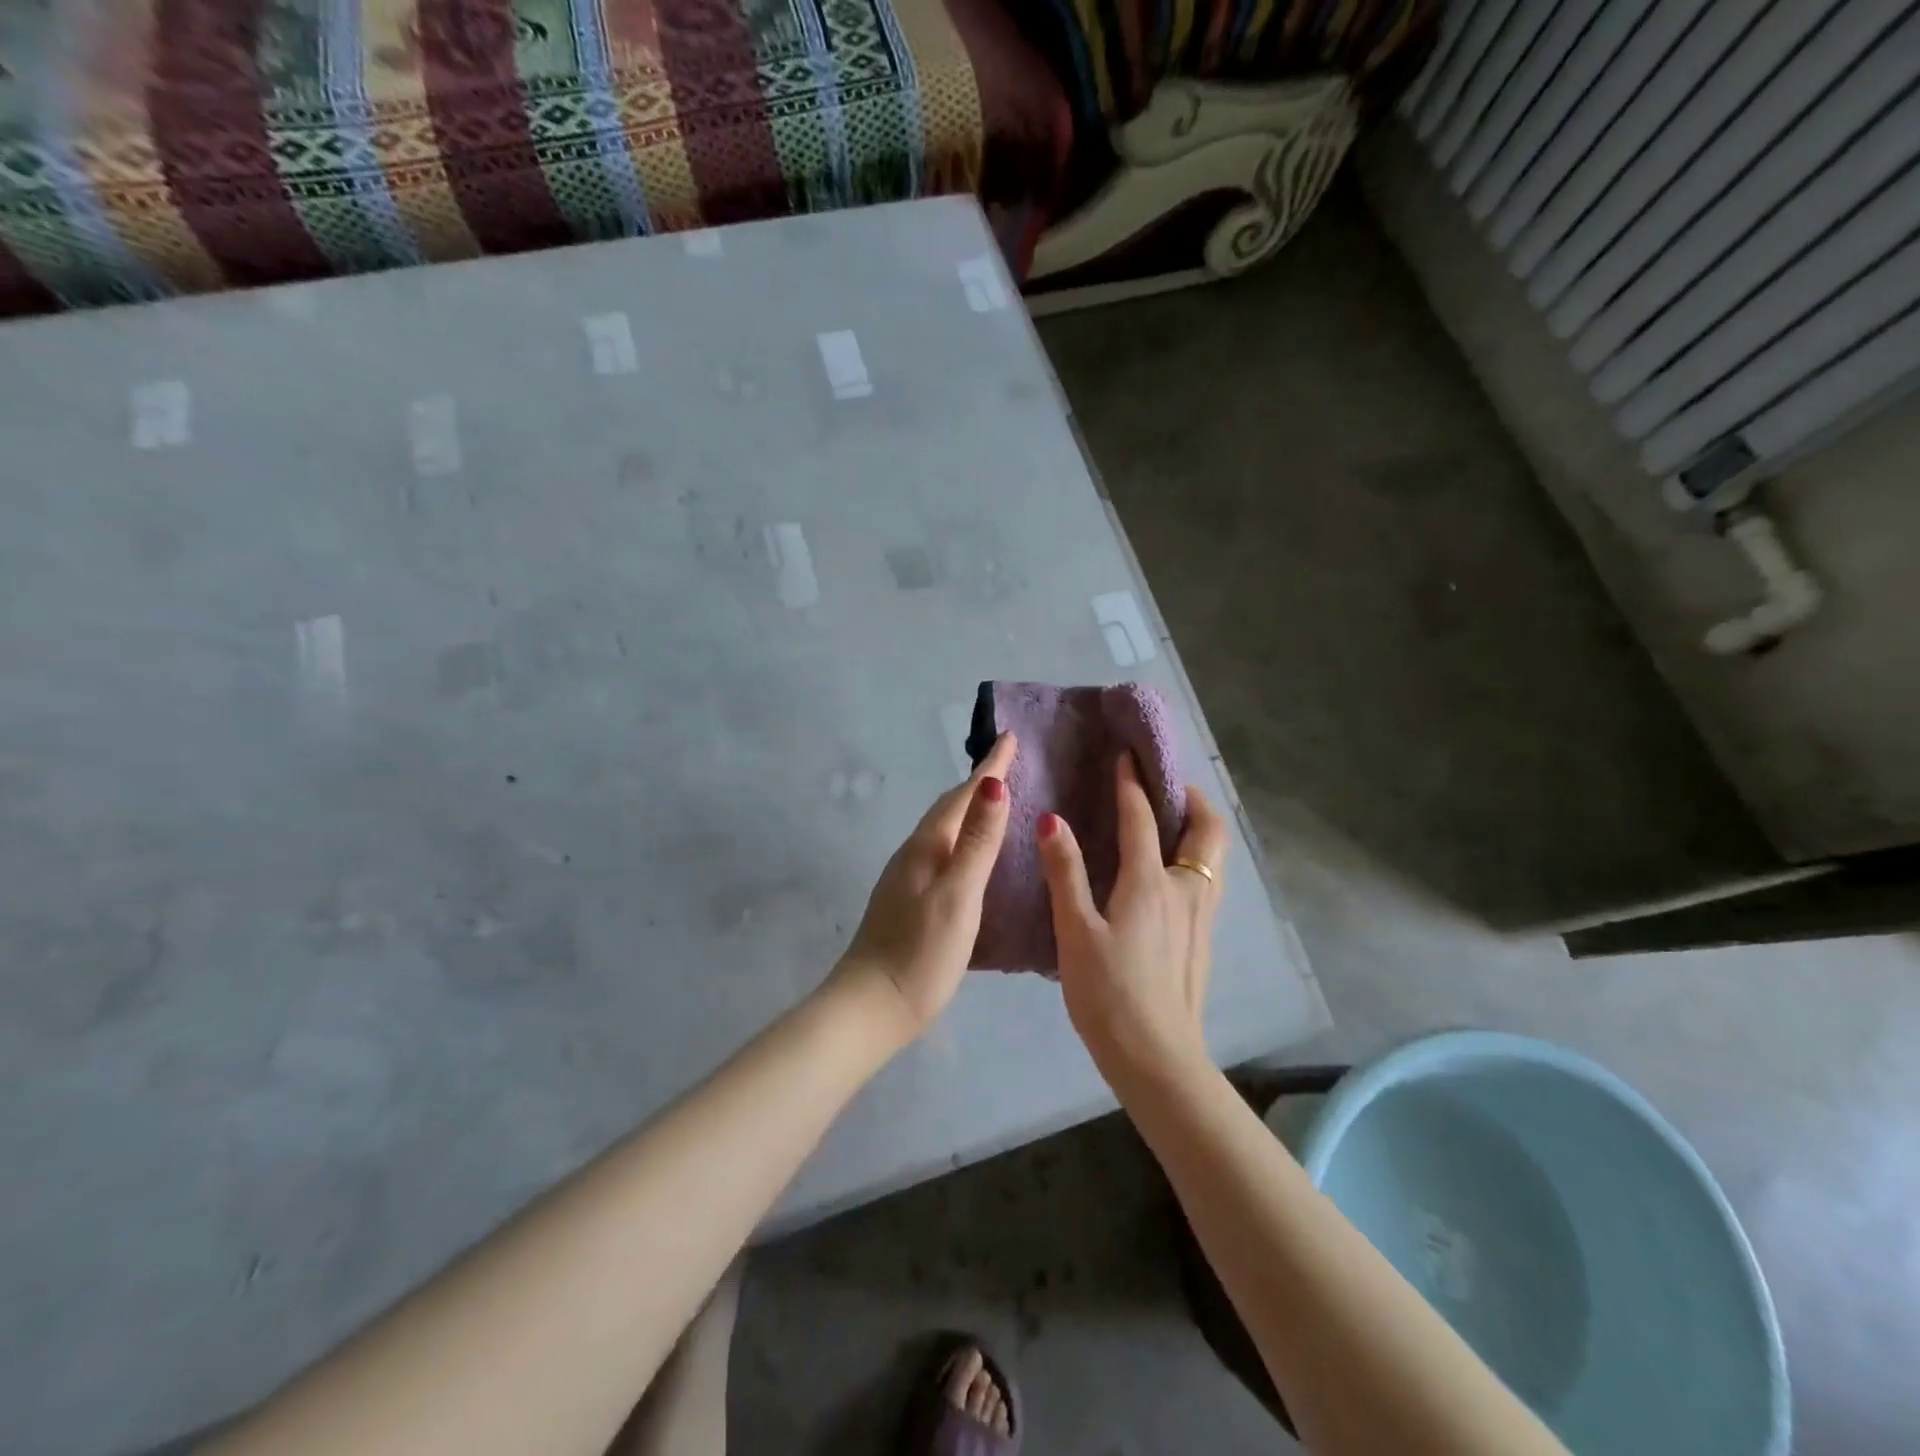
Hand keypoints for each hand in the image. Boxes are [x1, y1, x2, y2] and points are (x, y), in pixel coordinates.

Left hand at [832, 732, 1016, 1044]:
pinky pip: (943, 852)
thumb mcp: (959, 895)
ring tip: (998, 802)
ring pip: (945, 829)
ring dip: (971, 810)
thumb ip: (977, 842)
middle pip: (950, 806)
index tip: (1010, 736)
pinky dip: (964, 839)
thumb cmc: (921, 952)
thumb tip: (993, 785)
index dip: (990, 766)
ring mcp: (908, 877)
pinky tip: (974, 856)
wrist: (871, 1005)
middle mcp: (914, 853)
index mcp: (927, 846)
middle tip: (1010, 763)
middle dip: (980, 782)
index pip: (963, 794)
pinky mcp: (909, 900)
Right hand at [1038, 753, 1228, 1086]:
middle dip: (1191, 798)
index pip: (1142, 819)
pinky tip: (1171, 872)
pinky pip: (1208, 879)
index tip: (1126, 755)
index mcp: (1150, 883)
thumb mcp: (1075, 931)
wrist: (1157, 1058)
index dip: (1132, 784)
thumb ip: (1065, 872)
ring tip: (1172, 819)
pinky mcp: (1203, 939)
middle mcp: (1185, 890)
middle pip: (1206, 830)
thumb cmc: (1108, 993)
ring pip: (1214, 856)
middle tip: (1166, 785)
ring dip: (1198, 827)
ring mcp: (1201, 916)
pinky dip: (1195, 856)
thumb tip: (1052, 820)